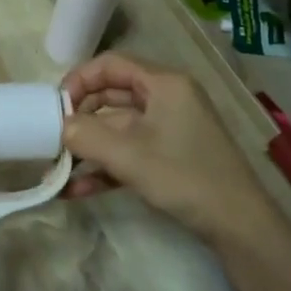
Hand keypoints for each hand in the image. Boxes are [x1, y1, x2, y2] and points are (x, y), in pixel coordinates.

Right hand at [60, 53, 270, 246]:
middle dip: (79, 117)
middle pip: (111, 94)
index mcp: (164, 83)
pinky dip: (104, 166)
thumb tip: (59, 126)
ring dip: (87, 146)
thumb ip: (85, 135)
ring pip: (117, 126)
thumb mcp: (128, 155)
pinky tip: (76, 189)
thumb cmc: (184, 177)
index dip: (78, 80)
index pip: (111, 65)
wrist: (238, 225)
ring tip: (57, 168)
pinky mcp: (169, 155)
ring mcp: (169, 128)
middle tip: (51, 137)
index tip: (54, 107)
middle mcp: (166, 98)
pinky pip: (128, 151)